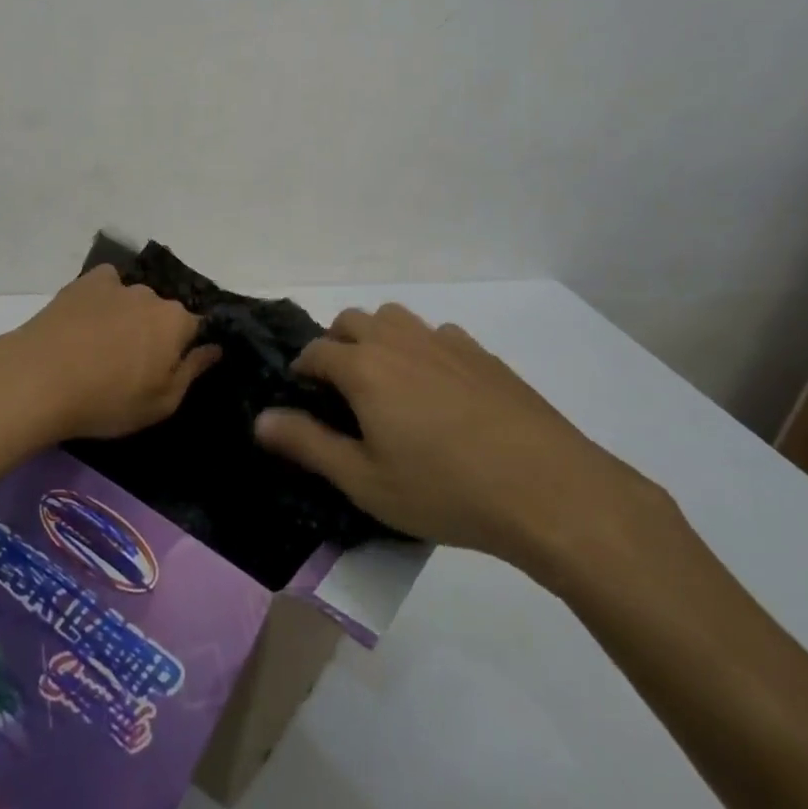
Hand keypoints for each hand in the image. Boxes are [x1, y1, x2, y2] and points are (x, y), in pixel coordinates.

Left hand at [0, 265, 220, 443]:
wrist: (39, 379)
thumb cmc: (107, 400)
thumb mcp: (160, 403)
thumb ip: (192, 372)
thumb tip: (214, 348)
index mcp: (176, 322)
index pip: (196, 328)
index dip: (185, 349)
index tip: (168, 369)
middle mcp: (151, 295)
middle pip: (163, 313)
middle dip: (155, 333)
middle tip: (132, 364)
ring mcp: (116, 284)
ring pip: (133, 300)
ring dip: (127, 317)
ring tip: (102, 345)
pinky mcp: (84, 282)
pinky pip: (105, 285)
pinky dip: (103, 298)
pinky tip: (87, 320)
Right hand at [254, 304, 668, 583]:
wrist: (547, 488)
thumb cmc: (444, 489)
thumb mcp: (364, 481)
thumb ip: (307, 444)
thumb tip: (260, 419)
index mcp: (364, 366)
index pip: (315, 350)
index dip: (302, 371)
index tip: (303, 397)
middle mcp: (399, 340)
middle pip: (351, 320)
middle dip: (336, 344)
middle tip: (342, 391)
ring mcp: (444, 341)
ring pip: (395, 318)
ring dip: (378, 338)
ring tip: (387, 383)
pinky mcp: (482, 354)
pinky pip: (437, 335)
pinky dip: (422, 349)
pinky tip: (440, 391)